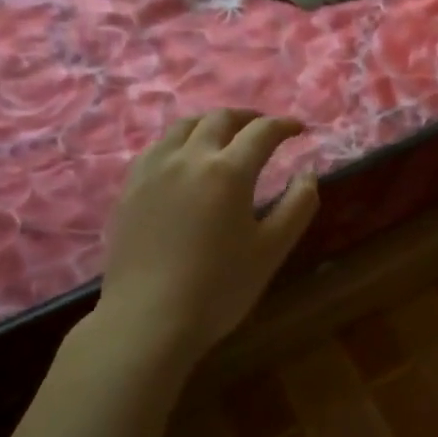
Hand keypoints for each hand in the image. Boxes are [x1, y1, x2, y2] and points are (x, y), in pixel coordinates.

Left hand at [97, 109, 318, 361]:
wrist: (148, 318)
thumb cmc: (219, 288)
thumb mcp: (272, 249)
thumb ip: (298, 205)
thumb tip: (307, 173)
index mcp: (228, 171)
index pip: (262, 132)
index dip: (284, 126)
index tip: (298, 129)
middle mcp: (189, 158)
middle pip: (220, 119)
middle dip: (248, 118)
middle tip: (264, 128)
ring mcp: (153, 170)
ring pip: (183, 126)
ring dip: (211, 123)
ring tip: (224, 135)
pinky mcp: (130, 187)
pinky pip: (158, 147)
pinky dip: (180, 141)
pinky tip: (184, 159)